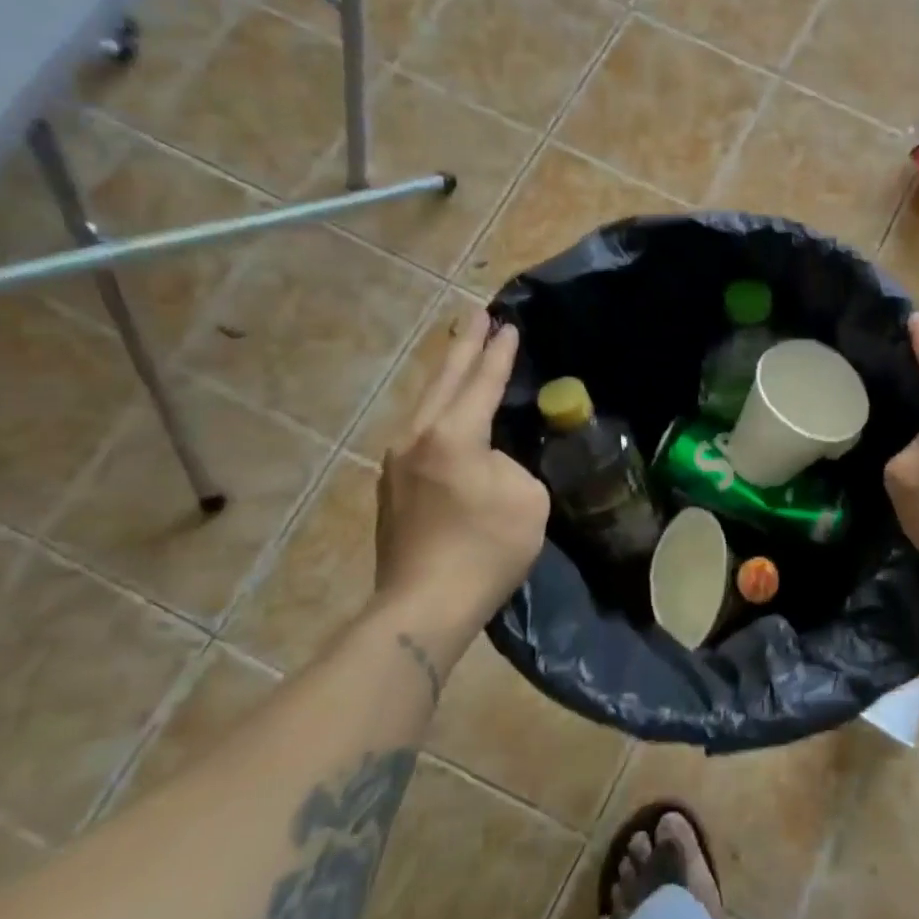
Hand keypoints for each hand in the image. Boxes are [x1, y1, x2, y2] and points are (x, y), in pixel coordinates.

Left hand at [375, 312, 549, 650]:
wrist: (424, 605)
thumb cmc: (487, 548)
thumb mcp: (526, 498)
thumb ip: (512, 465)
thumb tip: (492, 462)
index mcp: (453, 435)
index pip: (482, 382)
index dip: (498, 352)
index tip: (508, 323)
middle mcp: (418, 438)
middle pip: (444, 380)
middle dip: (464, 346)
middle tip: (476, 313)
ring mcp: (397, 463)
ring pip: (426, 405)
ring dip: (447, 377)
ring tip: (461, 356)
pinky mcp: (392, 488)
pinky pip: (421, 433)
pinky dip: (439, 411)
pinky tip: (448, 414)